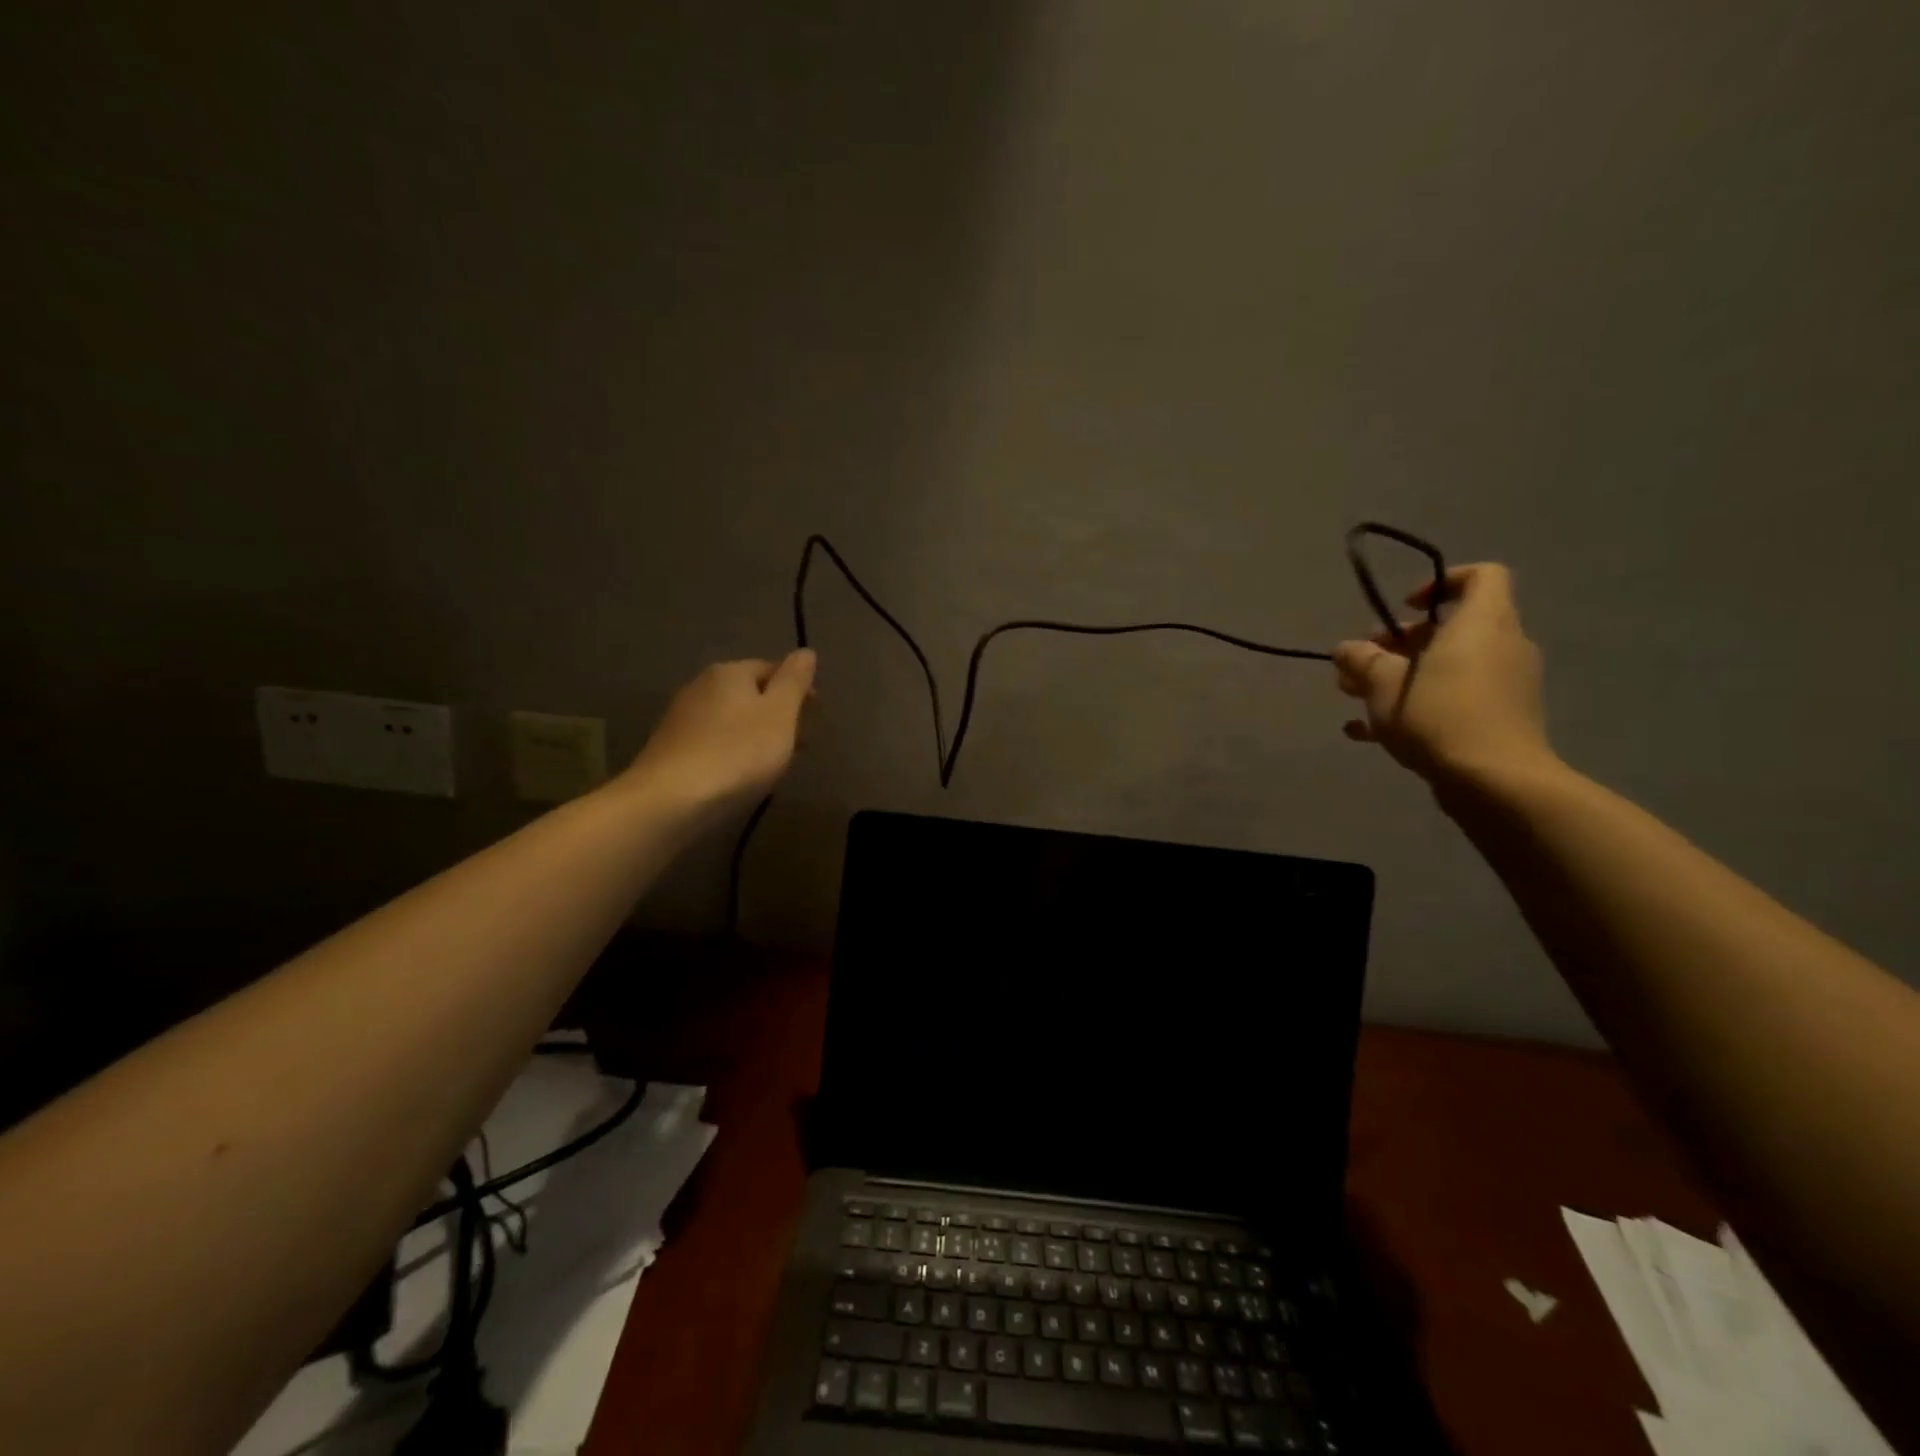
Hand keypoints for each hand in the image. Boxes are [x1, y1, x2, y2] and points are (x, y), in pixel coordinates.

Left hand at [625, 650, 816, 809]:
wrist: (670, 800)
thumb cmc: (736, 753)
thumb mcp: (779, 714)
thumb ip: (794, 681)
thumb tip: (806, 652)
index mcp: (730, 672)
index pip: (772, 668)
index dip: (797, 688)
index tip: (815, 716)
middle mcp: (701, 685)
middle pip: (749, 693)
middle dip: (775, 713)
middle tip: (798, 743)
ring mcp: (681, 717)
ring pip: (730, 718)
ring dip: (754, 733)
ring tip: (773, 762)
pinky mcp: (670, 747)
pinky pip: (712, 740)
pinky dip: (731, 750)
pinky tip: (738, 773)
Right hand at [1332, 564, 1552, 782]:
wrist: (1495, 781)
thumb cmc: (1438, 715)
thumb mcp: (1383, 683)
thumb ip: (1362, 659)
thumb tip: (1346, 648)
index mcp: (1482, 624)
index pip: (1481, 576)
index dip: (1441, 583)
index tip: (1403, 609)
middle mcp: (1501, 647)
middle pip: (1452, 629)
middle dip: (1400, 642)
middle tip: (1362, 661)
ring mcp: (1504, 686)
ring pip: (1447, 667)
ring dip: (1400, 676)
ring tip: (1354, 696)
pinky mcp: (1498, 720)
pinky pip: (1452, 701)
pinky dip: (1415, 707)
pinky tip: (1365, 732)